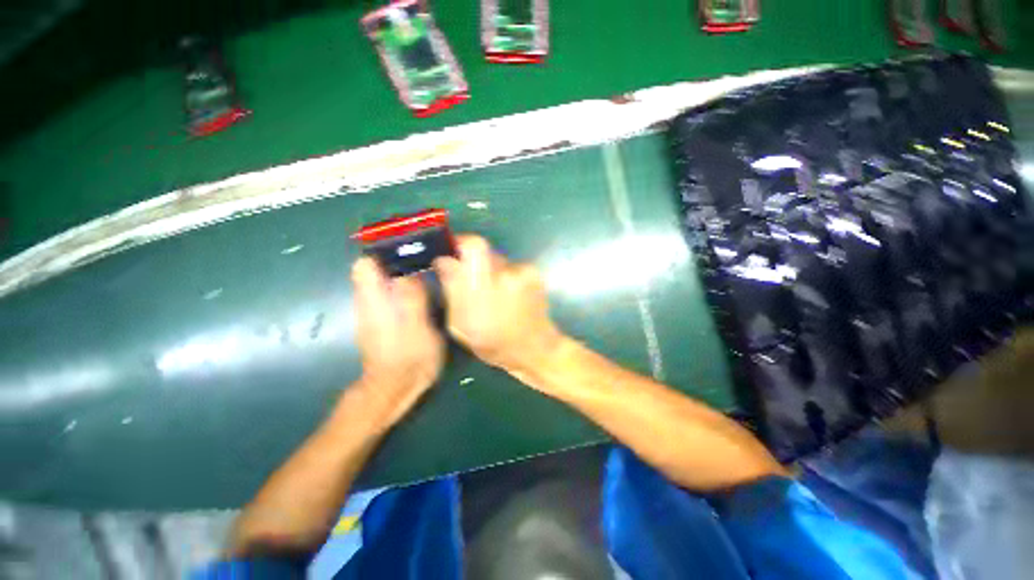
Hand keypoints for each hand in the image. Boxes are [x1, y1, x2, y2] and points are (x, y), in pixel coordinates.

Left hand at [351, 257, 444, 407]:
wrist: (394, 388)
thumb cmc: (408, 360)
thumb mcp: (417, 329)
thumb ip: (411, 299)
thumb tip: (408, 271)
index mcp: (374, 300)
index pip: (366, 263)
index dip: (383, 250)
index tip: (408, 244)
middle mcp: (369, 301)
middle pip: (375, 268)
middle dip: (397, 257)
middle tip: (425, 255)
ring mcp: (375, 310)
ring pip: (384, 279)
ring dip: (402, 270)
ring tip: (427, 268)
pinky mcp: (383, 318)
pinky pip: (390, 292)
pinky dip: (404, 285)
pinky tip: (423, 290)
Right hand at [434, 235, 562, 376]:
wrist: (535, 348)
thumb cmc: (492, 343)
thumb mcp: (459, 325)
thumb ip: (451, 290)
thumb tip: (444, 261)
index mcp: (481, 291)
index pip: (473, 247)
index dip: (458, 243)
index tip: (450, 254)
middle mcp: (504, 276)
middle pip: (482, 249)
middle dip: (470, 260)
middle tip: (470, 278)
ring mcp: (522, 272)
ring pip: (496, 258)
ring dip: (489, 270)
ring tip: (494, 293)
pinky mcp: (534, 272)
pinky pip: (510, 266)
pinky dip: (505, 276)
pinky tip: (509, 294)